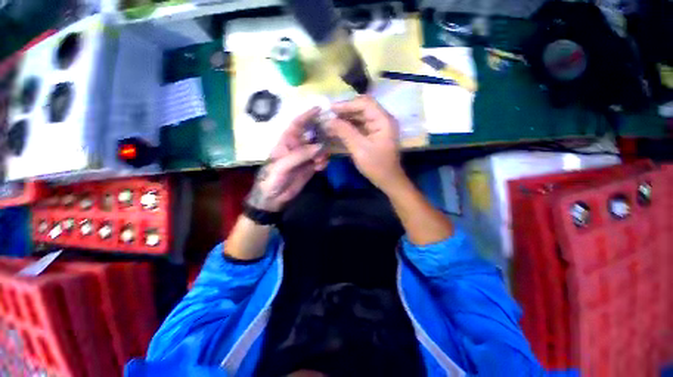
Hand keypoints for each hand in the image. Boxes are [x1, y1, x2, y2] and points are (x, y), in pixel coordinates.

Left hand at [246, 108, 327, 212]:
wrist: (273, 199)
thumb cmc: (271, 179)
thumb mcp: (282, 166)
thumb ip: (299, 155)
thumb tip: (319, 146)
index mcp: (286, 142)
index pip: (297, 125)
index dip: (307, 116)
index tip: (320, 109)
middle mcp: (297, 147)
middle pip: (312, 135)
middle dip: (321, 137)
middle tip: (330, 140)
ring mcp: (304, 157)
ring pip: (319, 149)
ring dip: (323, 153)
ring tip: (319, 162)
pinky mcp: (310, 167)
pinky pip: (321, 160)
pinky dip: (323, 162)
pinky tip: (320, 168)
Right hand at [327, 95, 406, 191]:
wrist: (388, 180)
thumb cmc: (376, 165)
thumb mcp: (359, 149)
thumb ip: (345, 132)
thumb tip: (329, 121)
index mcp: (383, 120)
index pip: (364, 104)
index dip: (347, 104)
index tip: (330, 109)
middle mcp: (382, 120)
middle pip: (362, 108)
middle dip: (345, 111)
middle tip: (328, 115)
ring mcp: (378, 127)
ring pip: (360, 117)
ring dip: (345, 119)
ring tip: (330, 122)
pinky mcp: (374, 135)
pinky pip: (360, 126)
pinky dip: (349, 127)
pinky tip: (338, 130)